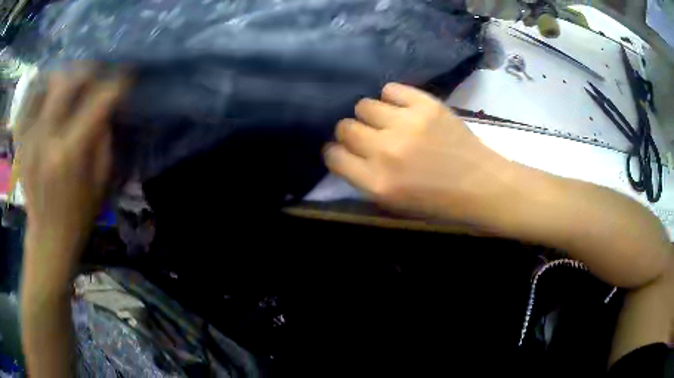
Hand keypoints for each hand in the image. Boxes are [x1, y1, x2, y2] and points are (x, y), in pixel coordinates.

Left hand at [16, 65, 127, 280]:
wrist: (48, 238)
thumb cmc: (78, 216)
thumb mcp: (100, 182)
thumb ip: (103, 140)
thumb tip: (105, 109)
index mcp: (70, 152)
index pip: (97, 102)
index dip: (116, 85)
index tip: (127, 77)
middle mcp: (47, 137)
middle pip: (66, 82)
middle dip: (86, 71)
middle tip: (97, 74)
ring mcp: (31, 137)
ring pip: (47, 86)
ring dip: (64, 78)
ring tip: (74, 83)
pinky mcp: (24, 142)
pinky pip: (32, 103)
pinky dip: (44, 92)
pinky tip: (52, 97)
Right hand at [324, 83, 516, 222]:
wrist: (480, 184)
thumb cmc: (437, 200)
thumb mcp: (393, 203)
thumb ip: (364, 178)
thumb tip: (345, 151)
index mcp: (377, 183)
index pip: (333, 156)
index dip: (336, 152)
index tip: (345, 151)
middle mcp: (386, 151)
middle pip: (345, 127)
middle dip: (351, 132)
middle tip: (368, 136)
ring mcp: (407, 124)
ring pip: (364, 105)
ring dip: (371, 114)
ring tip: (388, 121)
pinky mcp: (426, 105)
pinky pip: (390, 89)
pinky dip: (392, 98)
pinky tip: (402, 108)